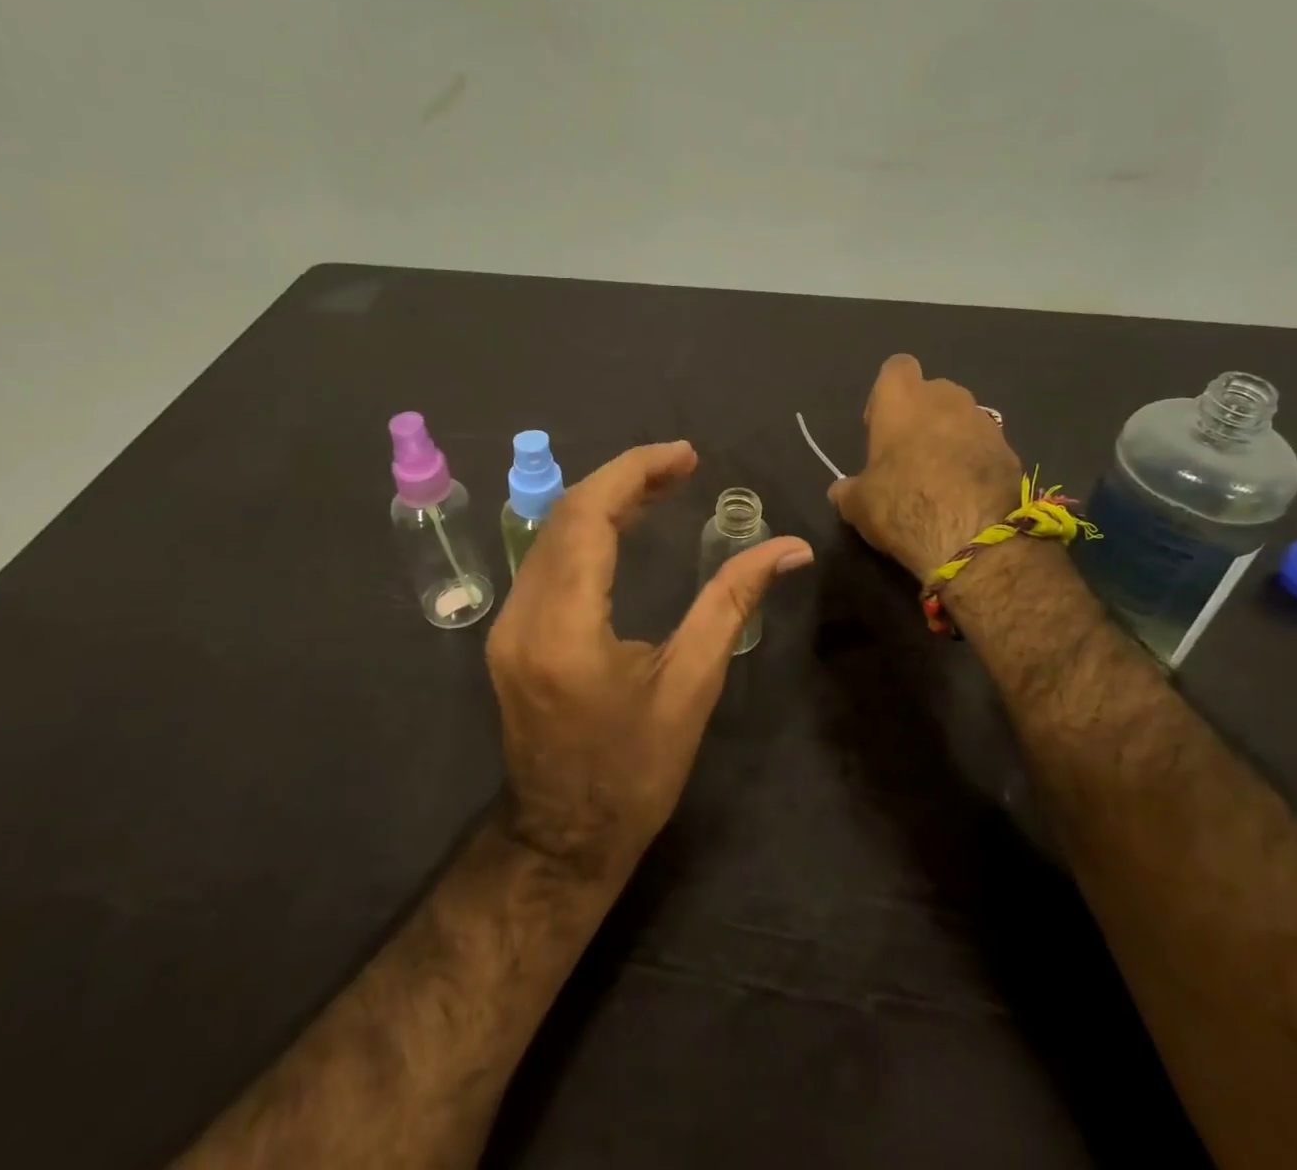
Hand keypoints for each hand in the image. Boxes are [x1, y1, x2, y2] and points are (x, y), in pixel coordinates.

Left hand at [486, 442, 813, 882]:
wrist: (562, 840)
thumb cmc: (634, 772)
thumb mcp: (692, 686)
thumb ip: (732, 602)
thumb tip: (788, 548)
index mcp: (565, 629)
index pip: (586, 517)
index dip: (634, 473)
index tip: (685, 455)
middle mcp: (523, 616)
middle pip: (565, 515)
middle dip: (623, 478)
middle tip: (682, 465)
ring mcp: (508, 625)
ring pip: (551, 534)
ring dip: (604, 500)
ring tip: (664, 485)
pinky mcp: (511, 634)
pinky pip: (547, 561)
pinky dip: (586, 531)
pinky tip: (625, 525)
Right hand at [829, 354, 1022, 578]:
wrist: (974, 538)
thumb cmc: (902, 505)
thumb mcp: (857, 504)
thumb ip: (848, 489)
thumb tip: (841, 490)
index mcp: (902, 399)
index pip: (896, 368)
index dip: (887, 395)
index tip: (881, 427)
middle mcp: (946, 398)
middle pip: (932, 392)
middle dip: (922, 415)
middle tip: (909, 455)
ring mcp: (984, 421)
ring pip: (962, 417)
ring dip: (951, 438)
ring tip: (940, 478)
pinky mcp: (1010, 450)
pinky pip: (984, 446)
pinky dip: (974, 461)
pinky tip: (965, 494)